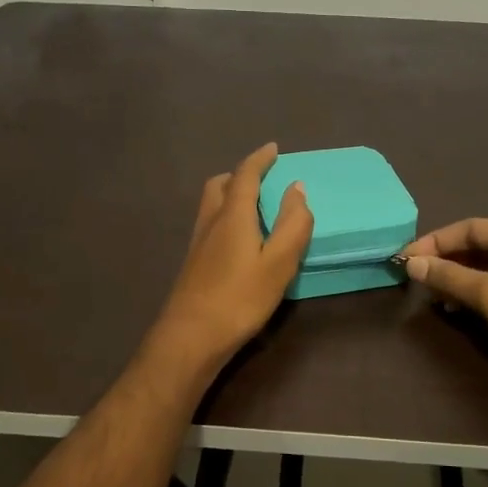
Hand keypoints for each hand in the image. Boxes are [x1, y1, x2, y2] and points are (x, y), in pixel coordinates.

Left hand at [150, 143, 312, 376]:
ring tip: (254, 208)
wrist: (190, 337)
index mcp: (233, 215)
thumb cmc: (240, 298)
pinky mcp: (193, 264)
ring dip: (230, 195)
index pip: (245, 175)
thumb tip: (297, 188)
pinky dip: (226, 218)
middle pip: (220, 185)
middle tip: (262, 180)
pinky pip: (210, 224)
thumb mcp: (279, 262)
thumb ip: (293, 224)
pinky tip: (239, 242)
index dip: (259, 159)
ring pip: (211, 205)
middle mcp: (210, 222)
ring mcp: (197, 244)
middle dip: (240, 175)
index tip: (273, 148)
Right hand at [400, 219, 487, 355]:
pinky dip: (477, 292)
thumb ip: (448, 276)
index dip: (436, 241)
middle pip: (480, 245)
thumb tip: (411, 263)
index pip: (471, 227)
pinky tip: (459, 308)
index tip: (408, 258)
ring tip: (437, 297)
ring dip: (460, 279)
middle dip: (448, 261)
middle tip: (419, 277)